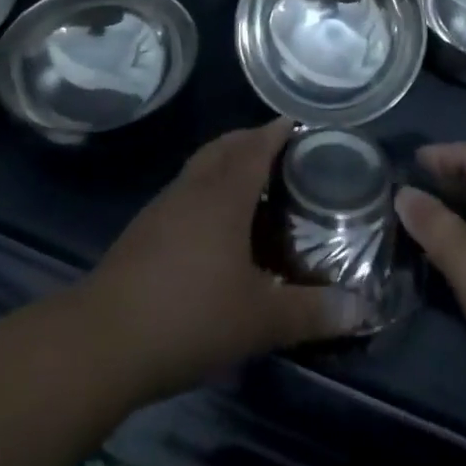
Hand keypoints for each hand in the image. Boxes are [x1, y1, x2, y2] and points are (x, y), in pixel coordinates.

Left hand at [78, 120, 363, 400]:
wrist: (102, 341)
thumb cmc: (189, 316)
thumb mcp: (260, 320)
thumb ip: (312, 312)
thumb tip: (362, 308)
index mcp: (224, 194)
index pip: (256, 146)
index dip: (277, 132)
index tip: (298, 124)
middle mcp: (193, 188)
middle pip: (224, 147)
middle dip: (251, 139)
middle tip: (280, 149)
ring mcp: (163, 207)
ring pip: (200, 167)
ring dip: (226, 162)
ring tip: (251, 183)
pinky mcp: (143, 230)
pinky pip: (185, 191)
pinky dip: (206, 189)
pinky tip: (213, 224)